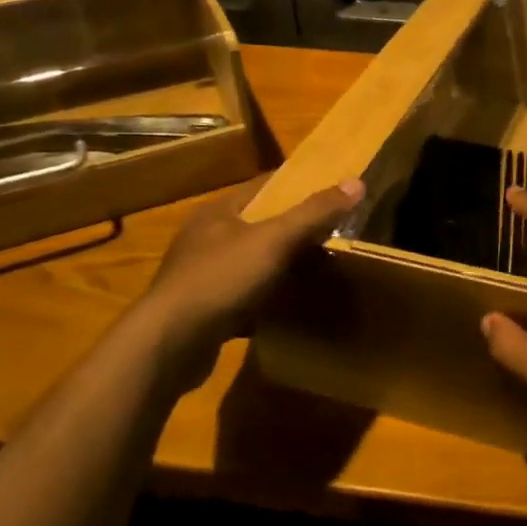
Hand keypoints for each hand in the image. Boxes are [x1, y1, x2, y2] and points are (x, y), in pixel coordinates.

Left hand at [145, 175, 363, 346]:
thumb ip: (314, 213)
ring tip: (319, 273)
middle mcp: (206, 238)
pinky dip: (267, 301)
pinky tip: (290, 310)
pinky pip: (244, 298)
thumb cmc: (221, 278)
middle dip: (293, 232)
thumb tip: (357, 182)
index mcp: (219, 212)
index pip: (264, 187)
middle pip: (259, 226)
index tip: (330, 195)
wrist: (170, 343)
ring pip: (252, 264)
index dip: (297, 187)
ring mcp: (202, 276)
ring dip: (281, 269)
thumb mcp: (274, 240)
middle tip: (333, 237)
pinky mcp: (204, 311)